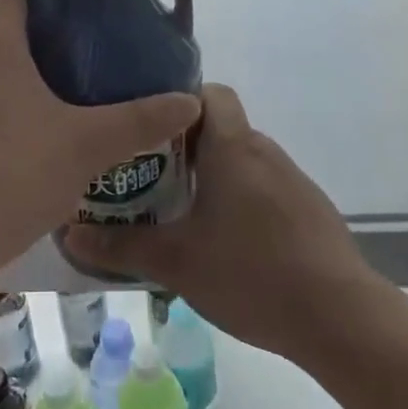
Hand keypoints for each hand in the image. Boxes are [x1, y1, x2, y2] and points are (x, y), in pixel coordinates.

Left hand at [0, 0, 200, 280]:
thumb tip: (190, 103)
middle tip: (90, 53)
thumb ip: (139, 121)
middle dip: (45, 33)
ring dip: (24, 75)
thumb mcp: (85, 146)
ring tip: (67, 99)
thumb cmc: (9, 174)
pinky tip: (30, 145)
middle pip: (1, 25)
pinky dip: (2, 110)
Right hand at [65, 83, 378, 359]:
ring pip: (241, 161)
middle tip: (146, 175)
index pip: (210, 92)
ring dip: (212, 177)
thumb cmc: (250, 273)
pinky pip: (263, 188)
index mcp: (232, 146)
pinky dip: (240, 200)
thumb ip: (121, 245)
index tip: (146, 126)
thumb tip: (69, 233)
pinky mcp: (308, 208)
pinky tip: (225, 242)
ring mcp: (291, 180)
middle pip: (220, 128)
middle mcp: (264, 151)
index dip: (178, 101)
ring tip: (178, 211)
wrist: (338, 316)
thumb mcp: (176, 262)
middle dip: (183, 147)